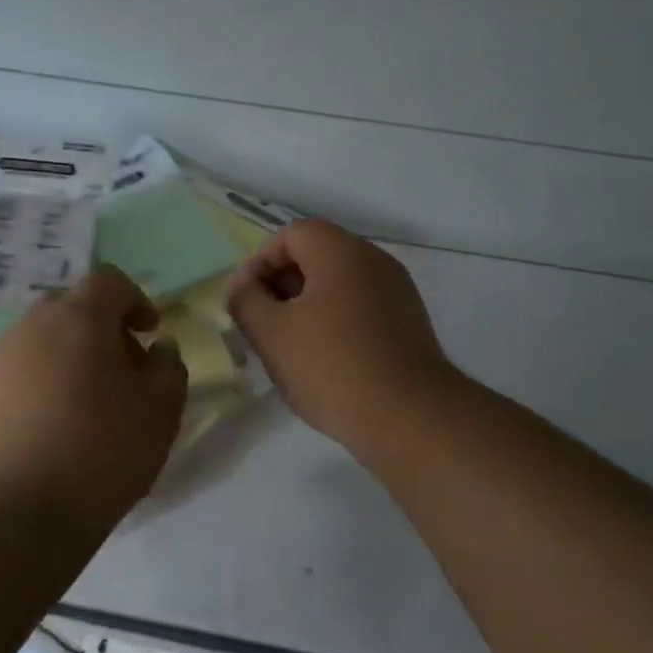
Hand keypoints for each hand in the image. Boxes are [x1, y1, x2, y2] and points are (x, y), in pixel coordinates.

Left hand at [0, 268, 188, 526]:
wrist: (13, 514)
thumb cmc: (101, 452)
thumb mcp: (161, 411)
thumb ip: (169, 367)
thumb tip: (158, 348)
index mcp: (78, 319)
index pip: (108, 281)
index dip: (135, 299)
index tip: (148, 332)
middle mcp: (29, 328)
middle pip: (68, 308)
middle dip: (98, 328)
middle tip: (118, 369)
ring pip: (37, 342)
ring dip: (64, 358)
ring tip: (82, 406)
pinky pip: (13, 375)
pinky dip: (35, 386)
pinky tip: (46, 430)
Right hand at [228, 219, 461, 451]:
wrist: (410, 417)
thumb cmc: (332, 367)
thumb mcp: (272, 334)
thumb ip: (246, 300)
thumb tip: (243, 286)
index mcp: (342, 252)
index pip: (292, 234)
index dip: (261, 262)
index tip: (246, 300)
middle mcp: (374, 260)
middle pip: (317, 255)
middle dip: (282, 284)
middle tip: (263, 324)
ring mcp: (397, 291)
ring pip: (339, 283)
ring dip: (307, 305)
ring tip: (290, 346)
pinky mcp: (408, 322)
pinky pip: (361, 306)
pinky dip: (336, 320)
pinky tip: (325, 361)